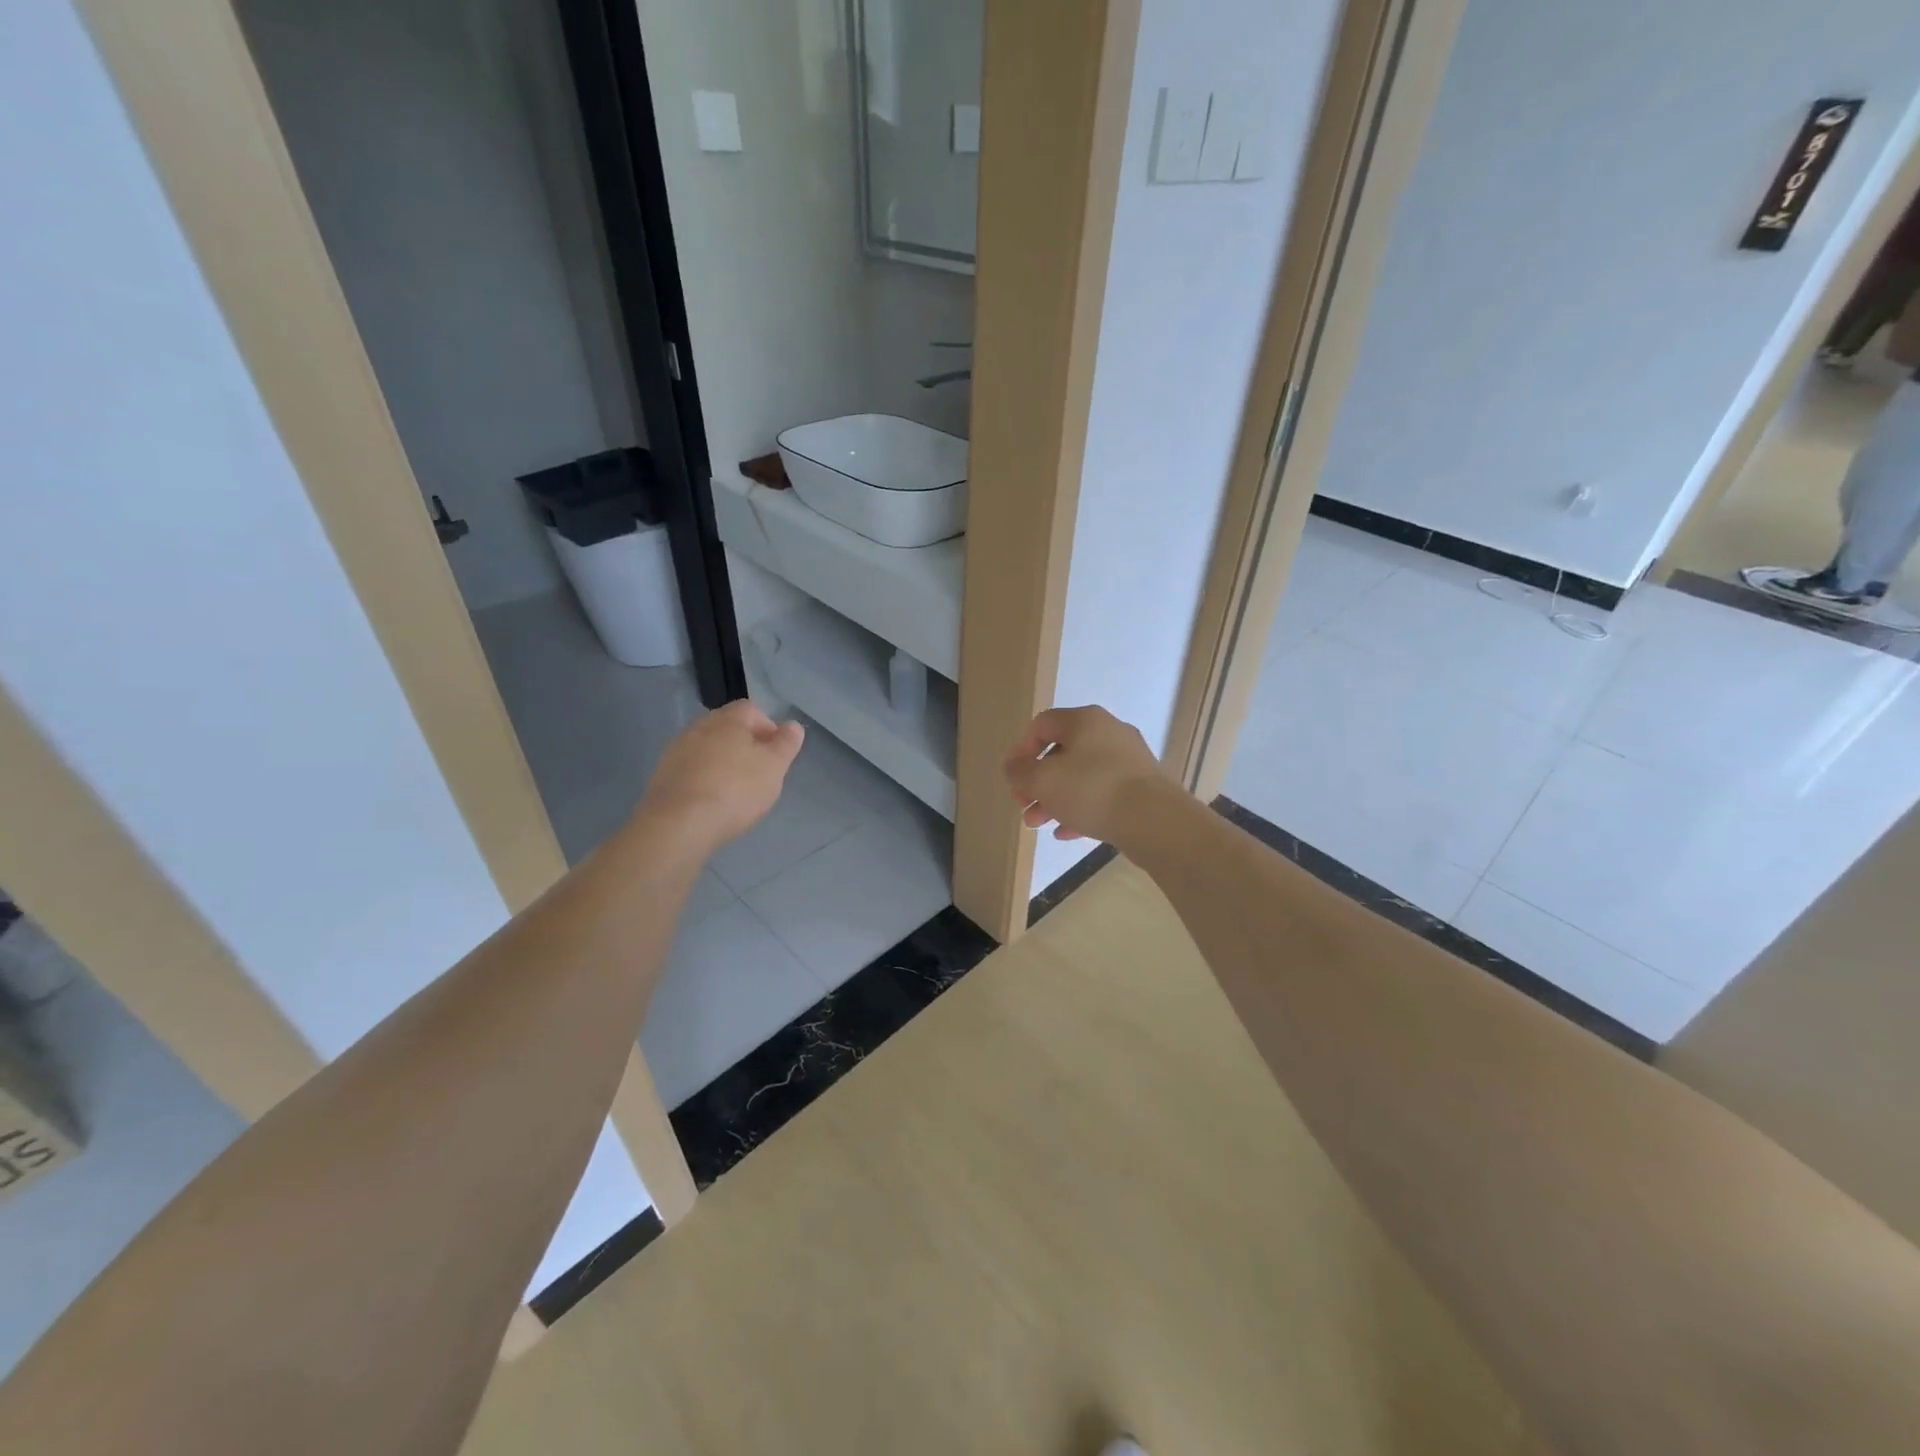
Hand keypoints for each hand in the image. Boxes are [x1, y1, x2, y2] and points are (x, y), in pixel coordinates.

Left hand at [639, 700, 804, 855]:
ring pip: (707, 749)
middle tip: (759, 771)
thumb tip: (793, 725)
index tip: (777, 753)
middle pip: (727, 728)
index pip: (751, 709)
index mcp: (727, 720)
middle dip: (745, 744)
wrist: (678, 825)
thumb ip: (786, 744)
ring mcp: (676, 751)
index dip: (768, 727)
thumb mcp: (774, 767)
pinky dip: (704, 779)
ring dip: (722, 762)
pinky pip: (691, 770)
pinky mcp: (662, 776)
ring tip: (735, 790)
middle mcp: (698, 727)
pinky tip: (711, 801)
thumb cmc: (735, 790)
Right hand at [1002, 706, 1179, 847]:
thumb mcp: (1042, 780)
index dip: (1021, 750)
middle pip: (1062, 753)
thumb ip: (1019, 772)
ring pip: (1081, 776)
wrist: (1155, 820)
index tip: (1014, 778)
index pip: (1042, 724)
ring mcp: (1128, 760)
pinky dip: (1081, 809)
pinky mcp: (1141, 787)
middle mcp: (1109, 732)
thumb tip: (1013, 766)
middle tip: (1024, 806)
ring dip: (1055, 799)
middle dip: (1037, 782)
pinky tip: (1066, 832)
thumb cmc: (1092, 790)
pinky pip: (1102, 794)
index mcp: (1084, 720)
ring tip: (1039, 824)